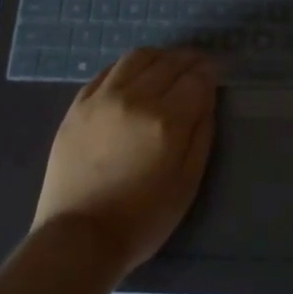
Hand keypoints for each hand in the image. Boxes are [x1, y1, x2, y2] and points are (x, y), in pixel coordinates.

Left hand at [32, 47, 217, 277]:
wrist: (79, 236)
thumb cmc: (142, 219)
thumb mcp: (187, 183)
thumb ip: (201, 134)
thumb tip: (206, 98)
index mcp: (166, 121)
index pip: (196, 78)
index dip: (209, 72)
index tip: (214, 73)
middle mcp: (135, 98)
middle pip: (168, 62)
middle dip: (188, 60)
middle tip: (196, 65)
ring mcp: (102, 97)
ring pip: (137, 57)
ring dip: (158, 56)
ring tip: (166, 66)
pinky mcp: (78, 104)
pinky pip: (108, 70)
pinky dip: (128, 67)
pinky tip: (134, 76)